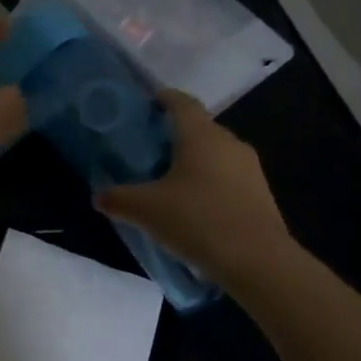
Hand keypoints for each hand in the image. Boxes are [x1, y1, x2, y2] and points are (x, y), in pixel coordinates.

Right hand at [95, 90, 292, 288]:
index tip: (147, 103)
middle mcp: (229, 143)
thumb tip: (99, 195)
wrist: (258, 262)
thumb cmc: (197, 220)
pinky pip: (228, 178)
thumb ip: (118, 198)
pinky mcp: (261, 194)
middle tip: (149, 150)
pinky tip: (194, 207)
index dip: (163, 98)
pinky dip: (209, 183)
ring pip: (215, 155)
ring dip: (194, 162)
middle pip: (199, 128)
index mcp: (201, 135)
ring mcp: (250, 169)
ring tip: (169, 182)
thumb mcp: (146, 210)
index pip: (182, 102)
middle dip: (175, 135)